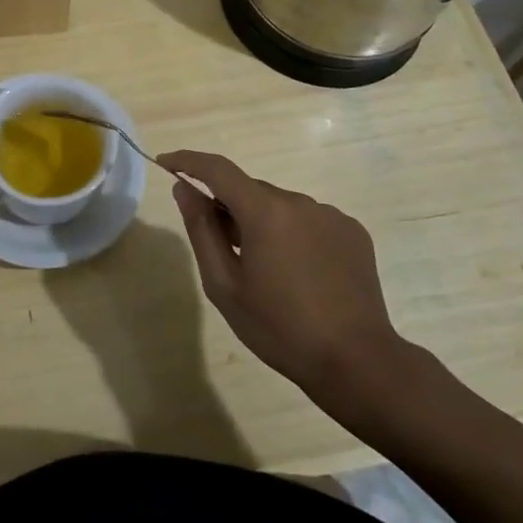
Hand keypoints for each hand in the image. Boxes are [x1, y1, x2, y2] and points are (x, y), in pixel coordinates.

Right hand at [158, 149, 414, 419]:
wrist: (356, 362)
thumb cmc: (279, 327)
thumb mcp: (224, 285)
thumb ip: (201, 230)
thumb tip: (184, 188)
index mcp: (265, 211)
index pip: (218, 169)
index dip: (188, 161)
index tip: (166, 162)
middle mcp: (300, 201)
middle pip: (251, 191)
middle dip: (229, 207)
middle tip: (220, 246)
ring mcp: (330, 215)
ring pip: (280, 206)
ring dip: (263, 222)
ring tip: (265, 269)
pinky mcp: (353, 232)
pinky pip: (309, 220)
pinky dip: (293, 234)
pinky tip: (298, 273)